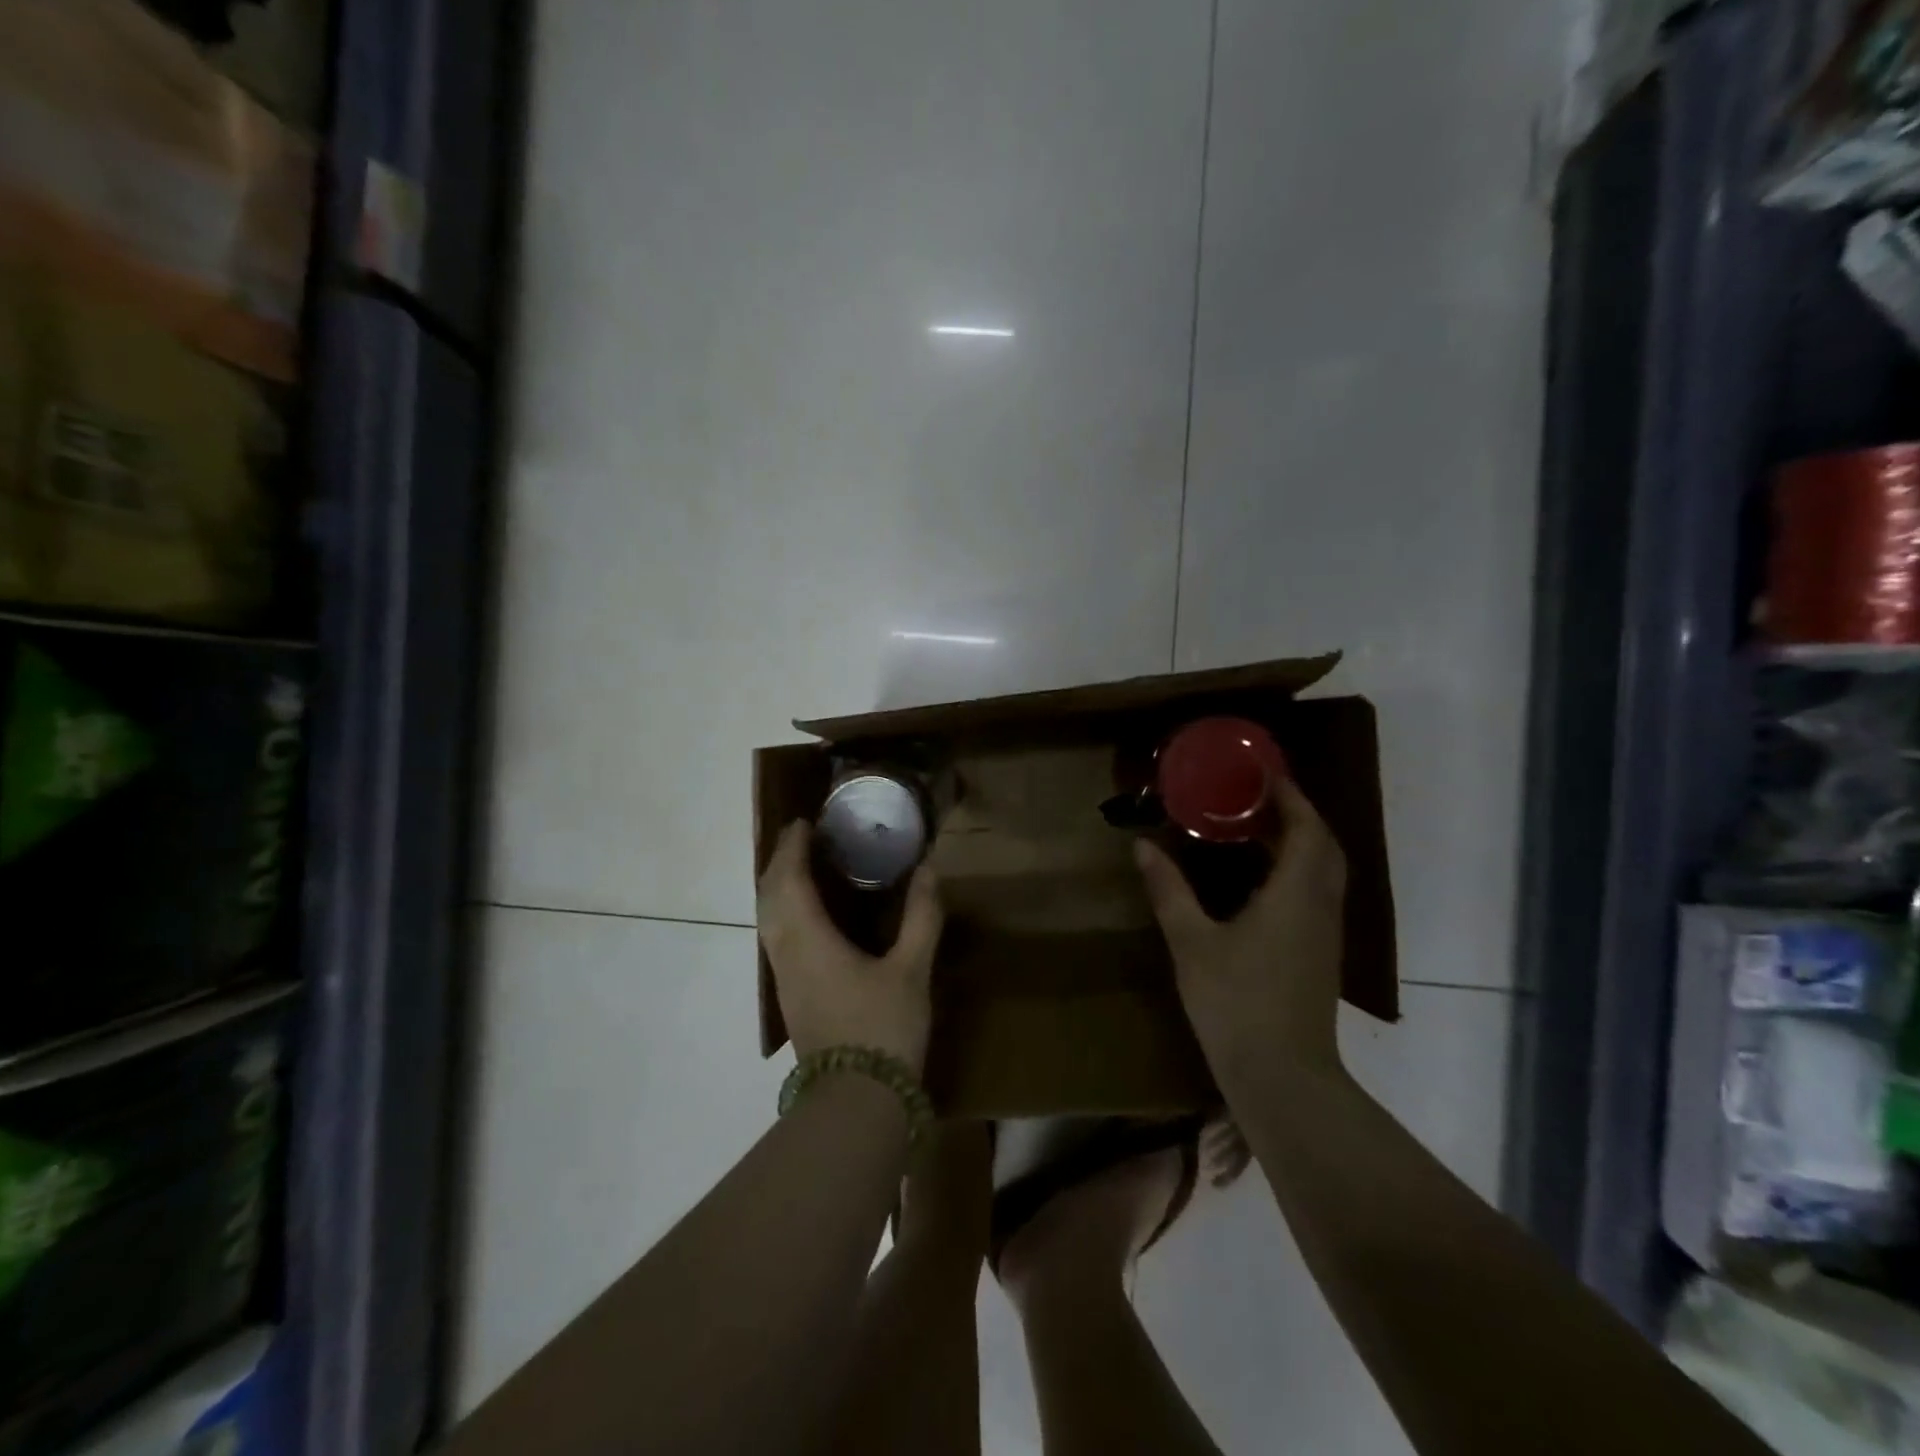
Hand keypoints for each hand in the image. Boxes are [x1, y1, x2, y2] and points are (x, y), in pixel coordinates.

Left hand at [757, 820, 944, 1074]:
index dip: (792, 847)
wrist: (857, 1102)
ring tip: (805, 869)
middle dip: (780, 862)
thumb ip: (921, 916)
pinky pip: (776, 938)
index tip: (803, 822)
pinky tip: (811, 917)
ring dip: (779, 888)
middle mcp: (787, 953)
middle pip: (768, 896)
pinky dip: (785, 912)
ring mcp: (784, 979)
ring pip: (767, 920)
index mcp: (810, 939)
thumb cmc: (883, 1029)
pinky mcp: (792, 997)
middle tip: (803, 840)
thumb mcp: (912, 969)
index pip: (788, 879)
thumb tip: (929, 869)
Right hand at [1134, 777, 1347, 1082]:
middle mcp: (1320, 906)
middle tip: (1255, 797)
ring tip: (1254, 830)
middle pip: (1323, 845)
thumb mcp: (1191, 941)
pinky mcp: (1320, 955)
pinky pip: (1316, 894)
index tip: (1264, 772)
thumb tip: (1142, 847)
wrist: (1282, 1076)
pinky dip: (1295, 871)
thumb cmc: (1236, 1001)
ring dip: (1298, 843)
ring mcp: (1325, 933)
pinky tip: (1258, 880)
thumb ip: (1168, 890)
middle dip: (1296, 814)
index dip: (1290, 795)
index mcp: (1295, 894)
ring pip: (1324, 871)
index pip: (1306, 828)